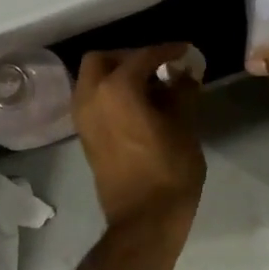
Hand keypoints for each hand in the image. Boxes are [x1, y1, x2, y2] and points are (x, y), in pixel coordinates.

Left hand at [73, 44, 207, 227]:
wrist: (145, 219)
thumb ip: (182, 92)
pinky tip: (139, 106)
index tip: (184, 51)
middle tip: (157, 66)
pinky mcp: (85, 137)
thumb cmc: (169, 170)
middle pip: (103, 60)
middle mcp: (91, 97)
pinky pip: (93, 101)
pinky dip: (111, 94)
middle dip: (129, 57)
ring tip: (150, 87)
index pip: (142, 56)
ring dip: (117, 75)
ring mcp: (83, 119)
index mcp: (117, 89)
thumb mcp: (185, 126)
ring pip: (92, 80)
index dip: (166, 51)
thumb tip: (184, 74)